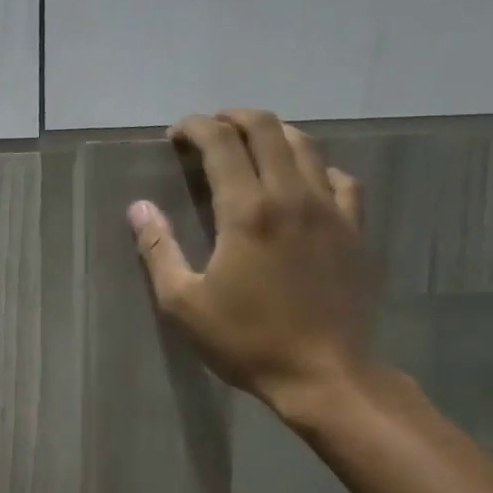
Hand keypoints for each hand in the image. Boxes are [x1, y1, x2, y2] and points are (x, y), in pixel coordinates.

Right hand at [127, 109, 372, 419]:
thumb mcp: (183, 303)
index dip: (195, 128)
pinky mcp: (354, 229)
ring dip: (273, 134)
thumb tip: (139, 209)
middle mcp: (291, 196)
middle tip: (209, 131)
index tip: (176, 134)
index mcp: (246, 211)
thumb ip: (158, 250)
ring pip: (305, 146)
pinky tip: (303, 182)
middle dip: (233, 119)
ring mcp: (330, 209)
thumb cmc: (245, 340)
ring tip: (250, 145)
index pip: (221, 144)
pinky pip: (339, 179)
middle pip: (267, 130)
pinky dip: (314, 167)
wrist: (323, 373)